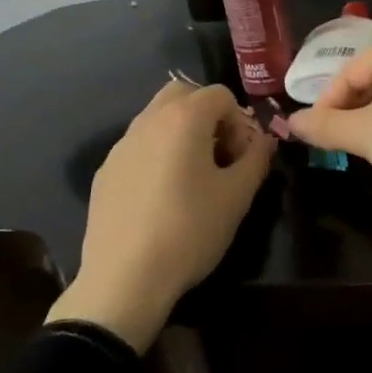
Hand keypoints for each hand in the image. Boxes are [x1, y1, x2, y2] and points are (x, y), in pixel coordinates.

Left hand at [46, 81, 274, 350]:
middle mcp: (150, 119)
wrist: (124, 278)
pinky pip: (139, 145)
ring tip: (191, 177)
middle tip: (218, 156)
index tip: (241, 157)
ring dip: (181, 132)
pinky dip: (156, 154)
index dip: (239, 121)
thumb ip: (257, 159)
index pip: (221, 94)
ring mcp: (123, 143)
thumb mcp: (236, 197)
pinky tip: (160, 197)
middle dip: (207, 115)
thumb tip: (265, 140)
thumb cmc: (189, 231)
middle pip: (184, 93)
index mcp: (184, 117)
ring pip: (157, 117)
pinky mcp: (106, 169)